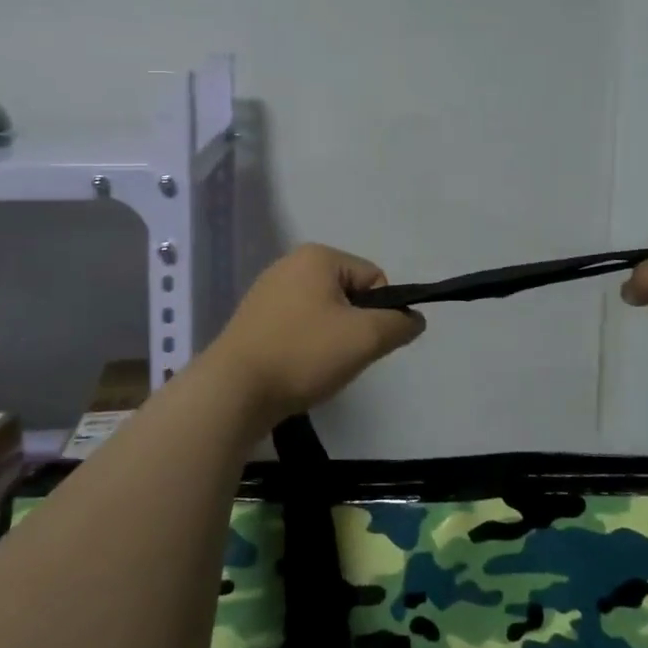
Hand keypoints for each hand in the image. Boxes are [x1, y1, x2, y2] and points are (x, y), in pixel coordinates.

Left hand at [209, 243, 424, 424]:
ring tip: (316, 366)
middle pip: (349, 294)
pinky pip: (297, 327)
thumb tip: (414, 319)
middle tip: (340, 357)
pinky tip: (295, 369)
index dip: (379, 312)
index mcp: (317, 256)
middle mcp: (290, 264)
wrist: (233, 391)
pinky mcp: (253, 319)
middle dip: (353, 326)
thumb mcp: (365, 338)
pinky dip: (305, 346)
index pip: (373, 278)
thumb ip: (399, 324)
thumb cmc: (303, 354)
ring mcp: (267, 291)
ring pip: (324, 313)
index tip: (361, 341)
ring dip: (330, 339)